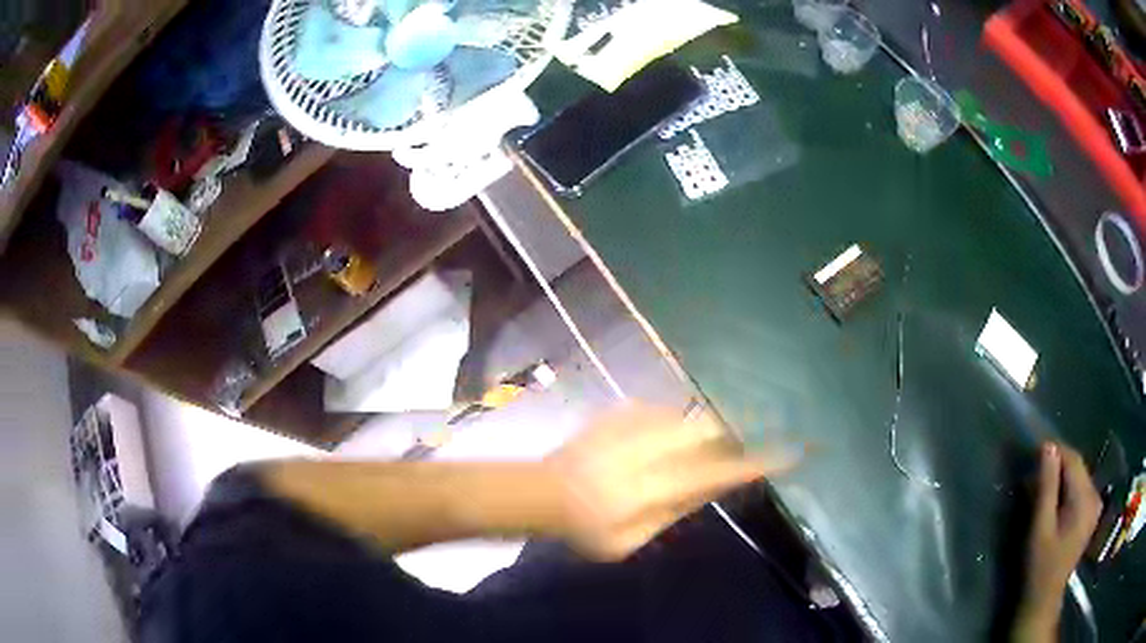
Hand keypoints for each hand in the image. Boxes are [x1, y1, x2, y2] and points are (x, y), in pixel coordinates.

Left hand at [543, 405, 801, 560]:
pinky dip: (675, 424)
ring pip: (689, 416)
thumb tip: (710, 487)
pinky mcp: (621, 411)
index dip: (754, 462)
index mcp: (653, 488)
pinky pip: (664, 410)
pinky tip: (662, 441)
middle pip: (708, 429)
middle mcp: (649, 449)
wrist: (541, 491)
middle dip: (731, 434)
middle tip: (736, 447)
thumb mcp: (629, 541)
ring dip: (703, 430)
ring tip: (695, 448)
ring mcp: (633, 424)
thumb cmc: (585, 528)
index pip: (716, 472)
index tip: (788, 452)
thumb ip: (674, 511)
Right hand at [1014, 443, 1101, 641]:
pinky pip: (1081, 488)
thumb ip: (1046, 487)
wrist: (1045, 598)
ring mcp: (1096, 504)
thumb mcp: (1040, 528)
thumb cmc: (1040, 566)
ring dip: (1062, 476)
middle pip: (1078, 467)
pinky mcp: (1092, 512)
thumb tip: (1048, 446)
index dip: (1055, 451)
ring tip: (1042, 485)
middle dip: (1058, 465)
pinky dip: (1067, 488)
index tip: (1035, 449)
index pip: (1073, 460)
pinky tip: (1055, 499)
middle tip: (1035, 470)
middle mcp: (1095, 495)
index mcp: (1086, 499)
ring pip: (1079, 477)